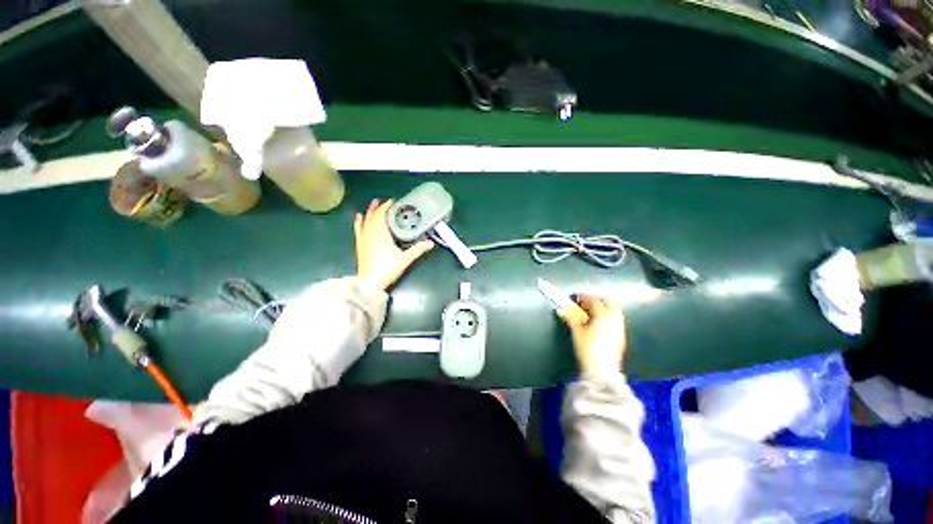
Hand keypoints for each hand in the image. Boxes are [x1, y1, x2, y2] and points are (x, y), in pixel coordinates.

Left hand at [355, 199, 433, 291]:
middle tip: (384, 201)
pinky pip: (358, 230)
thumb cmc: (387, 269)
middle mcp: (370, 234)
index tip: (392, 202)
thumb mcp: (405, 259)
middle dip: (378, 207)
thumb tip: (430, 243)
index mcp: (381, 234)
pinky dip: (358, 222)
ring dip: (369, 212)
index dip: (386, 207)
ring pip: (365, 221)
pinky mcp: (360, 245)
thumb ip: (417, 250)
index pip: (381, 216)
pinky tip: (358, 217)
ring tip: (373, 203)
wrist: (369, 283)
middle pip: (373, 216)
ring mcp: (364, 239)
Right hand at [563, 295, 626, 375]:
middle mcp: (614, 320)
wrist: (601, 371)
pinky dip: (607, 317)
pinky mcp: (620, 337)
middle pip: (609, 302)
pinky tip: (598, 324)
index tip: (575, 298)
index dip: (583, 297)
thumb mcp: (576, 331)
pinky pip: (615, 320)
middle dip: (597, 300)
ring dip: (603, 308)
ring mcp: (619, 329)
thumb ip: (571, 317)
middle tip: (585, 303)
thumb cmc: (587, 349)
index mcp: (603, 316)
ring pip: (614, 311)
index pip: (594, 300)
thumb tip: (563, 308)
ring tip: (591, 313)